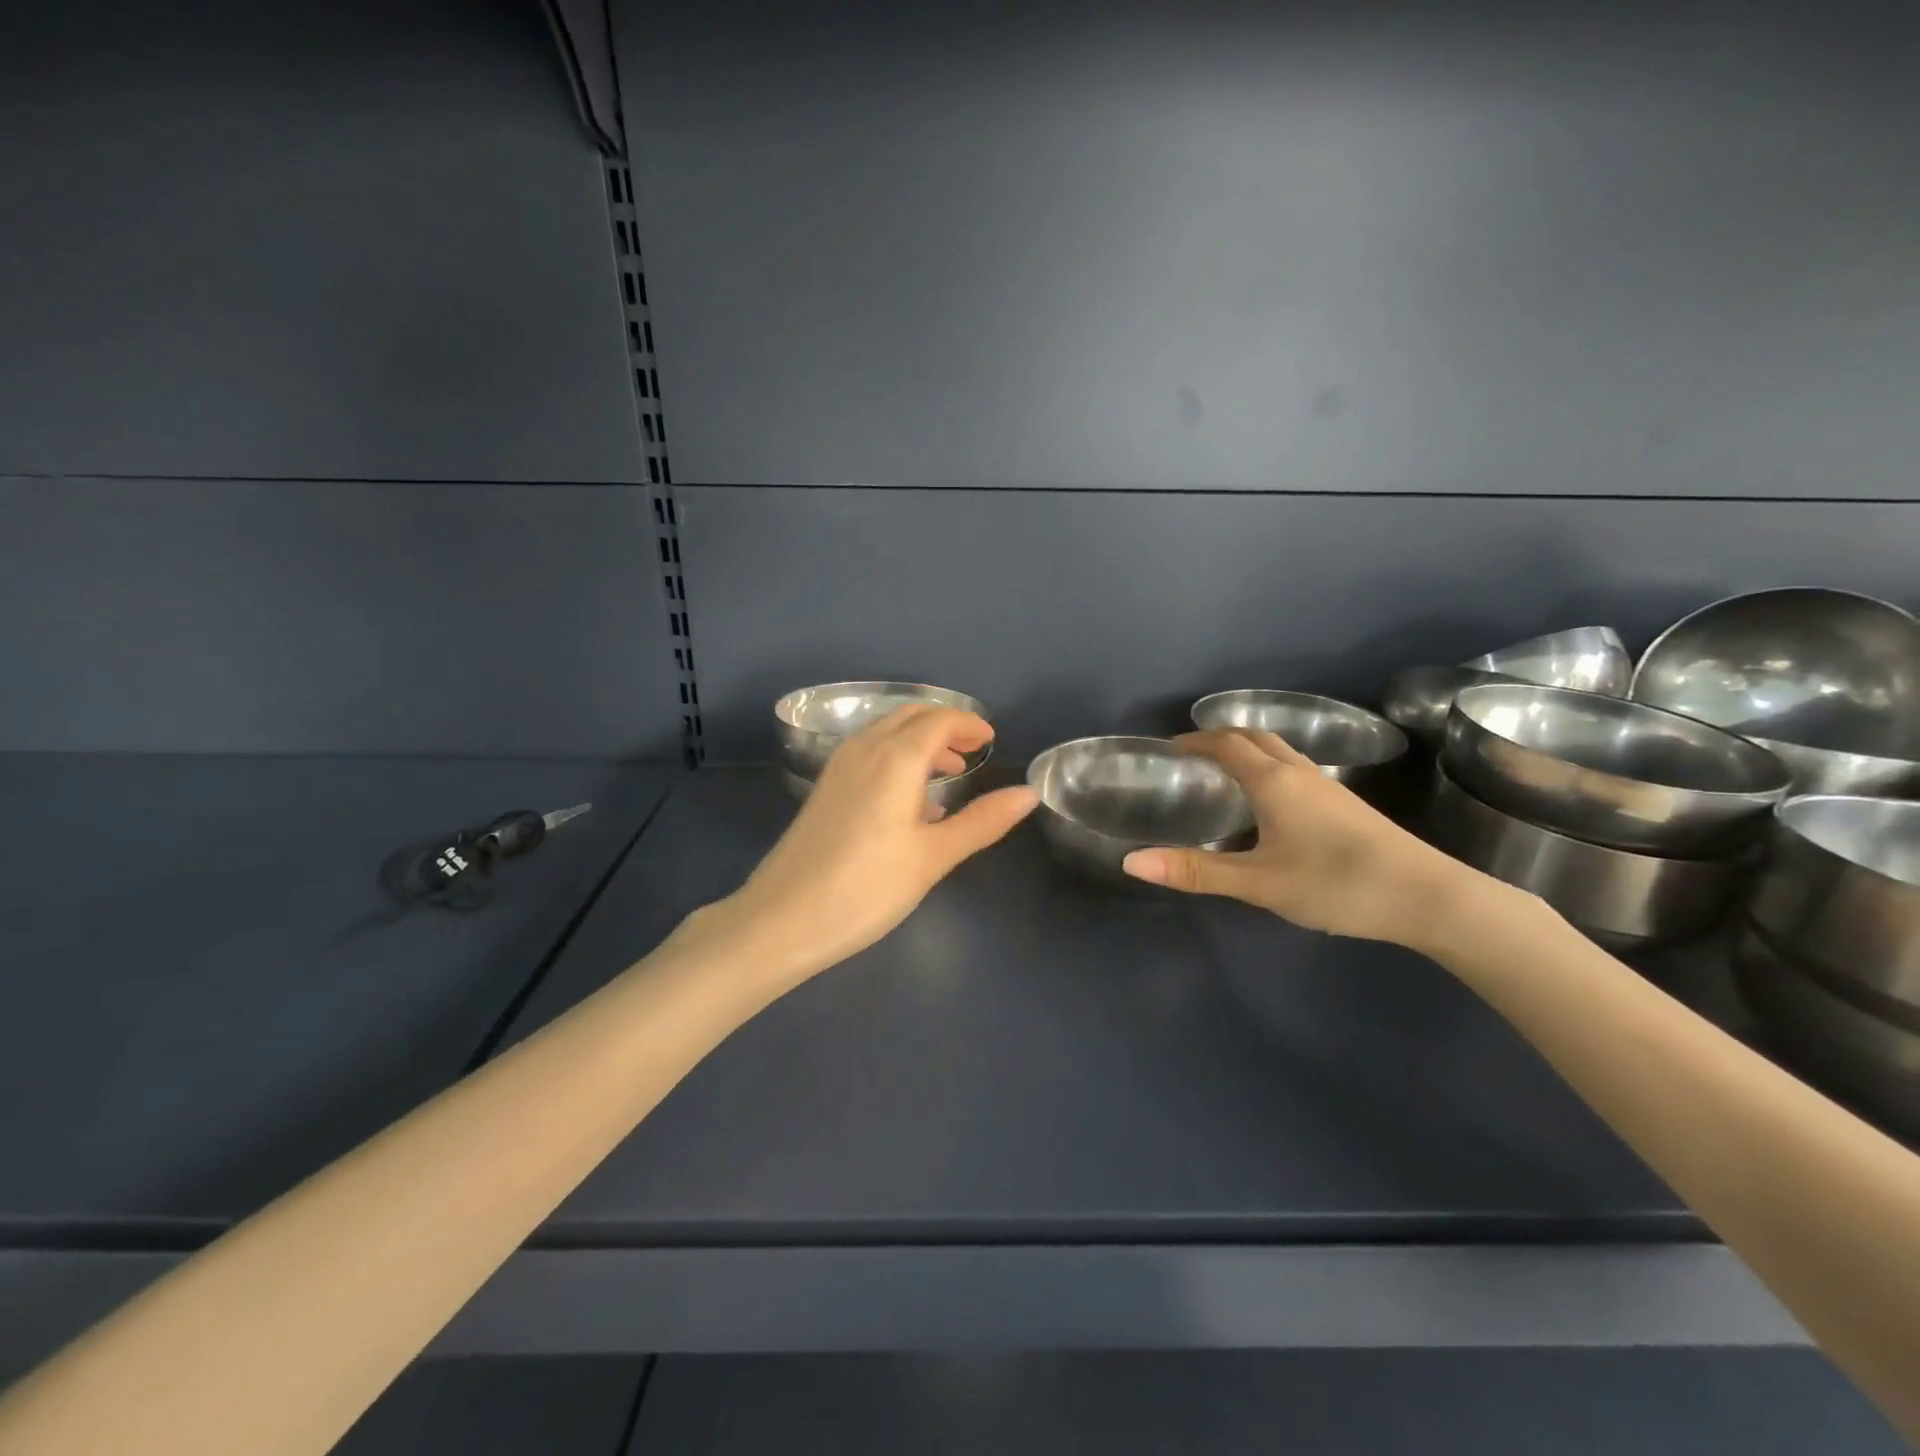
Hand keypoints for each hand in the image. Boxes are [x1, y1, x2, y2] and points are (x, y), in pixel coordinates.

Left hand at [688, 706, 1037, 983]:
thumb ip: (982, 821)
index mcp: (895, 758)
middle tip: (974, 751)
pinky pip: (868, 754)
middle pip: (910, 717)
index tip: (992, 740)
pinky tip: (908, 801)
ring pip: (886, 734)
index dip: (969, 724)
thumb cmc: (866, 889)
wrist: (782, 920)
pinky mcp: (824, 790)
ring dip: (920, 741)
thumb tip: (1027, 794)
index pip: (939, 720)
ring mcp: (838, 768)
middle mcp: (864, 750)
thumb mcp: (933, 857)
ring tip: (948, 773)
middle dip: (945, 726)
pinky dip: (896, 758)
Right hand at [1121, 729, 1483, 950]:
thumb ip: (1195, 871)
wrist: (1429, 897)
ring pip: (1280, 753)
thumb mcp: (1257, 882)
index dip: (1195, 740)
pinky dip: (1269, 769)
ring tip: (1224, 775)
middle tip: (1192, 757)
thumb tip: (1130, 861)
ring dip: (1248, 752)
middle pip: (1255, 738)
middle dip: (1220, 738)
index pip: (1225, 743)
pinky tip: (1270, 806)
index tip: (1169, 748)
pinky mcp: (1347, 806)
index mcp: (1273, 781)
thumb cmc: (1336, 883)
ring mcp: (1328, 787)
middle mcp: (1299, 773)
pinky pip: (1296, 770)